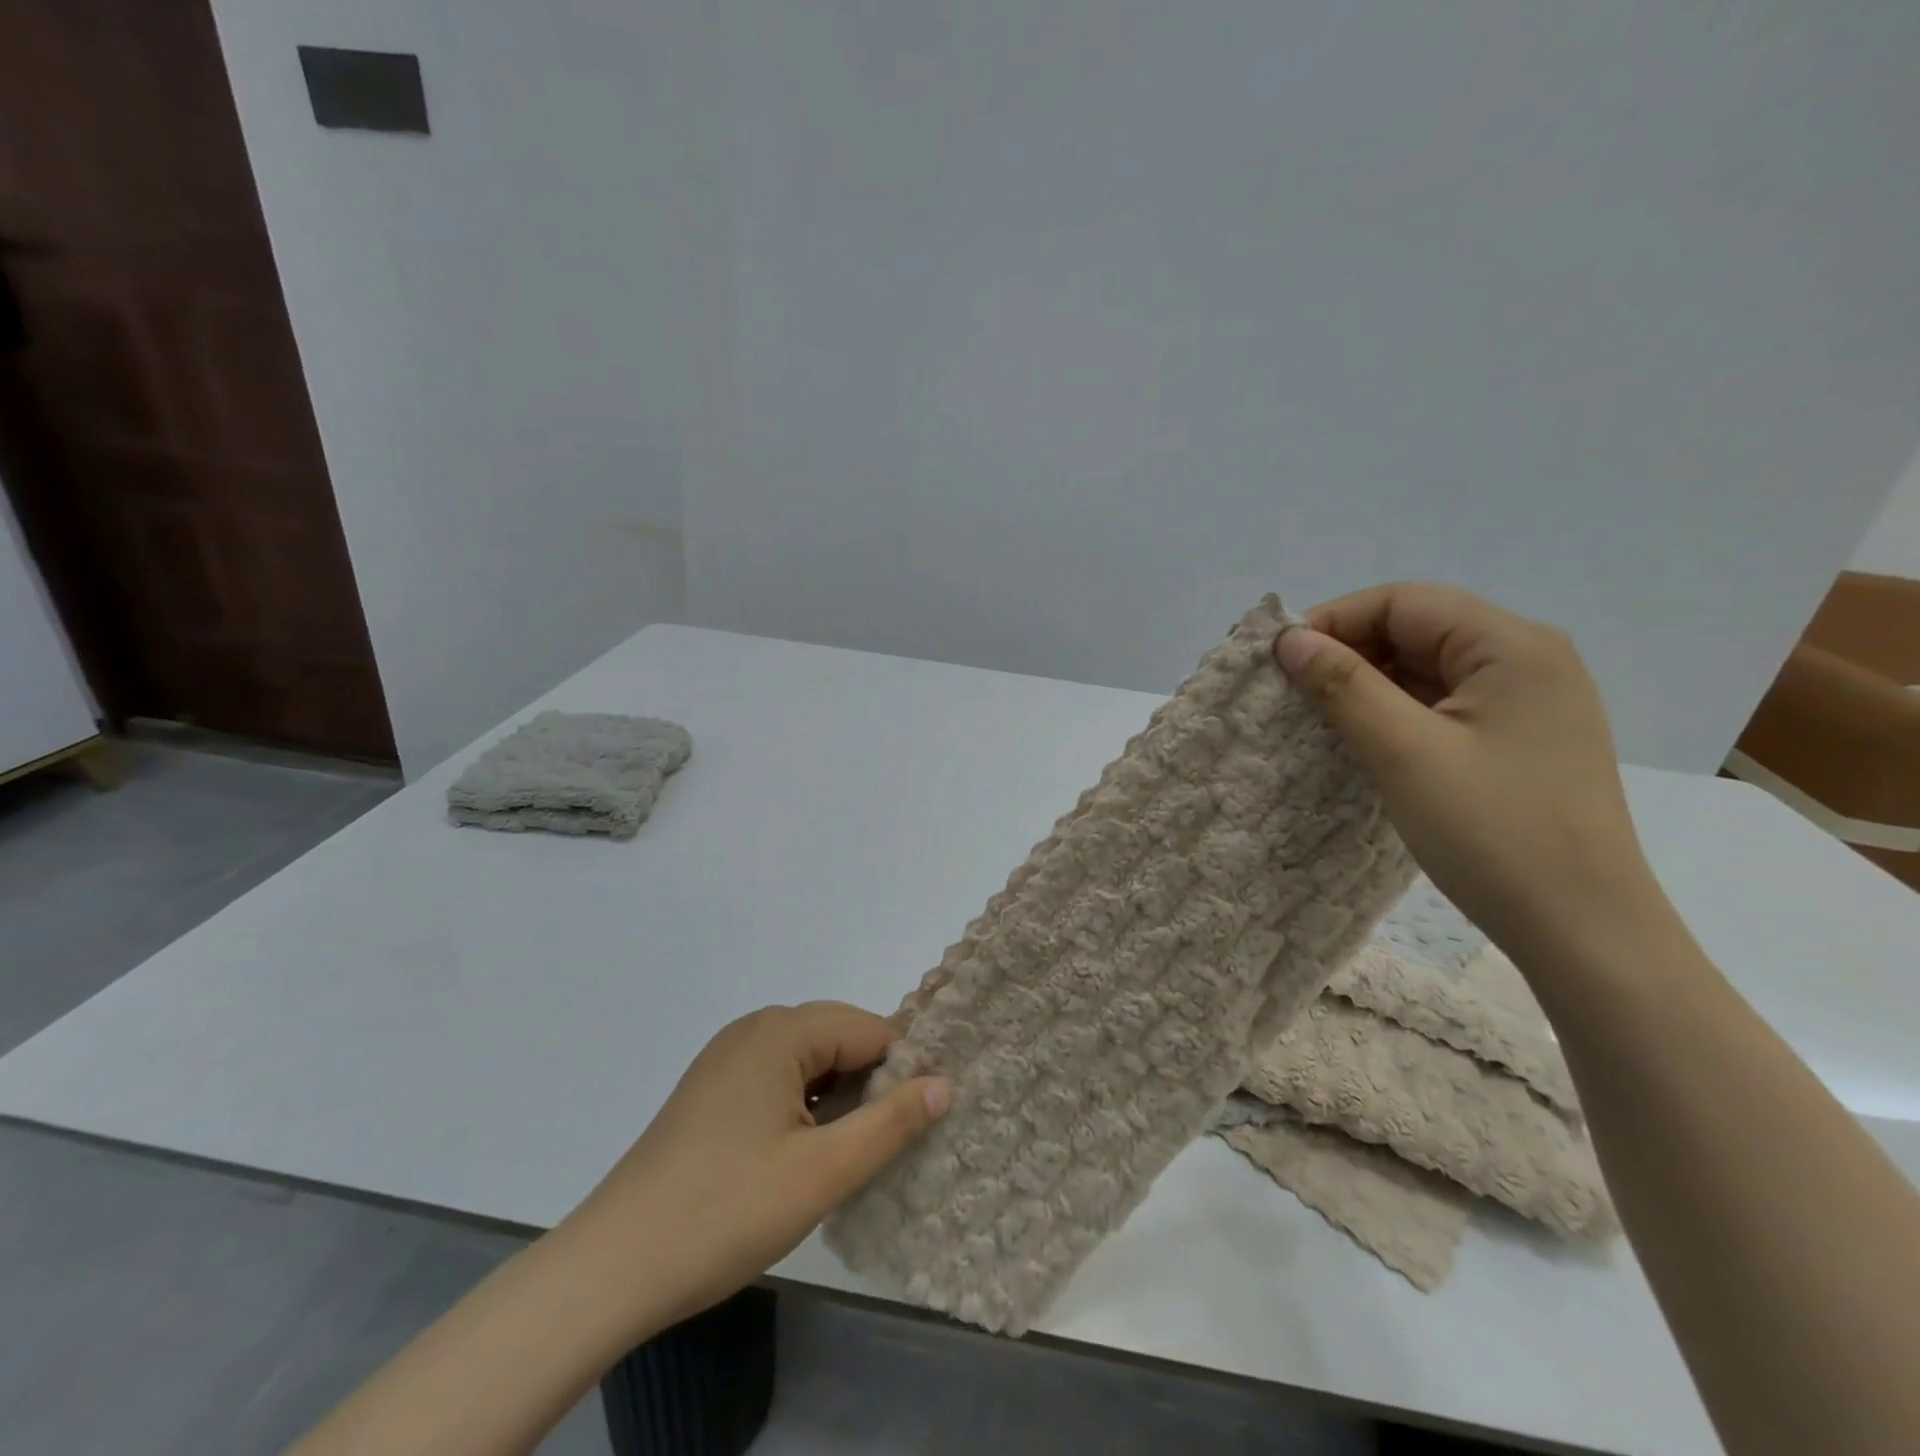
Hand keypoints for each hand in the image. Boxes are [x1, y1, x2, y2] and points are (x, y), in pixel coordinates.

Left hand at [558, 1001, 949, 1337]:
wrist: (612, 1267)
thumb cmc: (726, 1211)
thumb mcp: (823, 1172)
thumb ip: (891, 1123)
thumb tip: (945, 1083)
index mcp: (782, 1031)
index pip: (870, 1030)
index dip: (901, 1073)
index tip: (915, 1126)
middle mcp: (755, 1028)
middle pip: (839, 1038)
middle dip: (870, 1084)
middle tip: (880, 1148)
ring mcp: (728, 1057)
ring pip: (810, 1061)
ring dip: (838, 1099)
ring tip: (845, 1155)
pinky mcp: (712, 1089)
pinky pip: (779, 1079)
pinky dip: (804, 1106)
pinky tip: (803, 1154)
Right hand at [1274, 582, 1662, 962]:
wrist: (1581, 930)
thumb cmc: (1492, 832)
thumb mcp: (1404, 752)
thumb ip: (1344, 686)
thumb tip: (1290, 640)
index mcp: (1512, 646)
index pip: (1404, 602)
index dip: (1334, 620)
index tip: (1280, 659)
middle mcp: (1527, 659)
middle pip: (1417, 629)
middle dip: (1348, 651)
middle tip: (1289, 689)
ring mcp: (1527, 702)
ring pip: (1427, 668)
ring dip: (1368, 683)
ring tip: (1315, 714)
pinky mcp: (1518, 739)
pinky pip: (1442, 704)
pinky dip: (1395, 711)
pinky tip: (1361, 737)